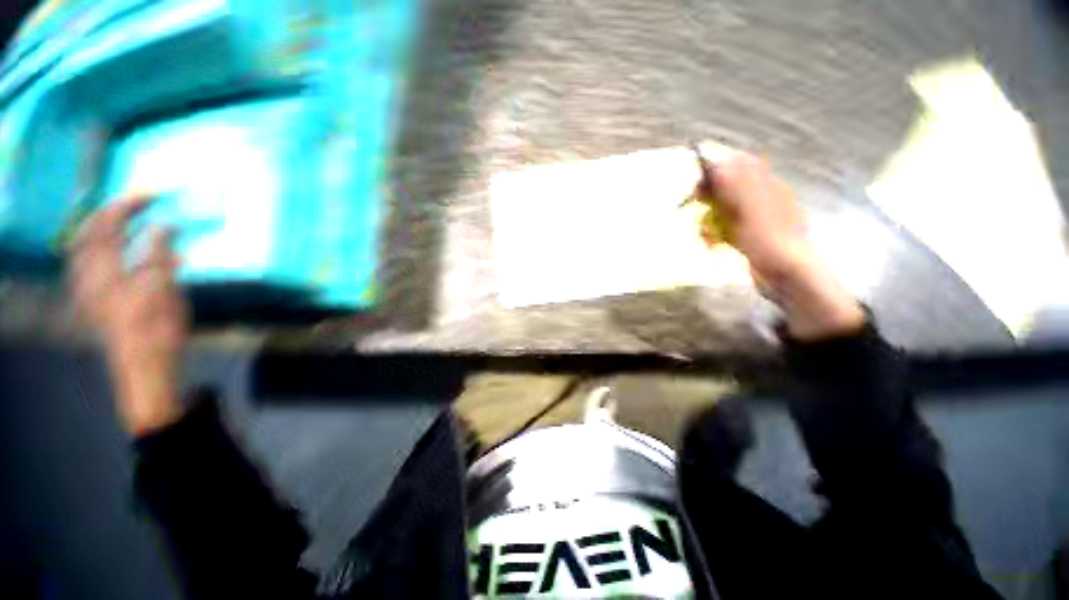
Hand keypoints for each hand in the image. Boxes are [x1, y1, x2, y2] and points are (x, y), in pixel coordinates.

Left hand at [69, 195, 188, 435]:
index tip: (153, 194)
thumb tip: (162, 226)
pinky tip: (128, 250)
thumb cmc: (157, 329)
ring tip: (129, 219)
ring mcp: (89, 287)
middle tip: (139, 201)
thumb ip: (159, 255)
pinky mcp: (96, 298)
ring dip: (107, 228)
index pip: (108, 225)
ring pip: (87, 247)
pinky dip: (109, 248)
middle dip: (113, 211)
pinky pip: (94, 263)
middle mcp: (88, 274)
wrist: (144, 365)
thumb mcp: (164, 290)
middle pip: (89, 232)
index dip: (128, 205)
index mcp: (103, 271)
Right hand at [706, 151, 864, 339]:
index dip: (717, 169)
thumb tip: (717, 162)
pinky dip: (716, 233)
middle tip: (693, 205)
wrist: (787, 276)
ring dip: (710, 218)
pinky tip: (712, 244)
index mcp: (767, 187)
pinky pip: (727, 228)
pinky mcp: (749, 237)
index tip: (697, 182)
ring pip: (725, 209)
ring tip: (703, 232)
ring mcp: (756, 219)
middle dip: (710, 196)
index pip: (740, 165)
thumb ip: (735, 184)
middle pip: (730, 187)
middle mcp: (762, 199)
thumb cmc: (769, 240)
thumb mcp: (751, 209)